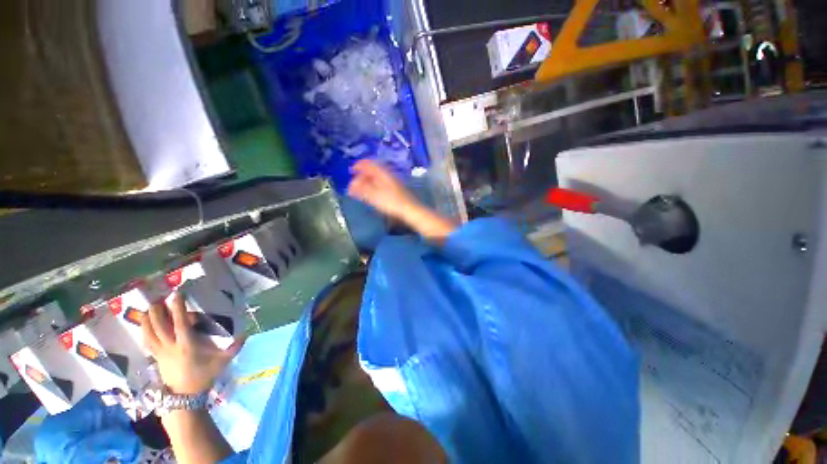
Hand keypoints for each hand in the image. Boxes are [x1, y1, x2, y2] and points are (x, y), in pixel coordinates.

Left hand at [141, 293, 244, 394]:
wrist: (185, 396)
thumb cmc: (204, 376)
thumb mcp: (222, 362)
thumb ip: (234, 347)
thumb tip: (247, 333)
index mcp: (187, 345)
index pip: (179, 322)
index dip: (177, 307)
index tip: (177, 294)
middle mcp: (171, 346)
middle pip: (159, 325)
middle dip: (158, 310)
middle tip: (159, 298)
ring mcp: (161, 353)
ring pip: (149, 333)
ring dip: (147, 319)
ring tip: (148, 307)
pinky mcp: (156, 358)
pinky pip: (147, 341)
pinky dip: (144, 331)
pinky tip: (144, 325)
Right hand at [347, 160, 422, 222]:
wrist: (410, 210)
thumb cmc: (392, 202)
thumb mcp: (374, 195)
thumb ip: (362, 189)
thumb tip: (351, 184)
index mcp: (383, 173)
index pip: (369, 163)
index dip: (359, 165)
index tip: (351, 169)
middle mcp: (388, 175)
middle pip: (373, 170)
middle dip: (362, 175)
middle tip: (354, 182)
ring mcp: (393, 182)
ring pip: (378, 178)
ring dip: (368, 181)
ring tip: (360, 189)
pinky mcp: (396, 190)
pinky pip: (382, 184)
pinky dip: (374, 186)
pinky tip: (371, 193)